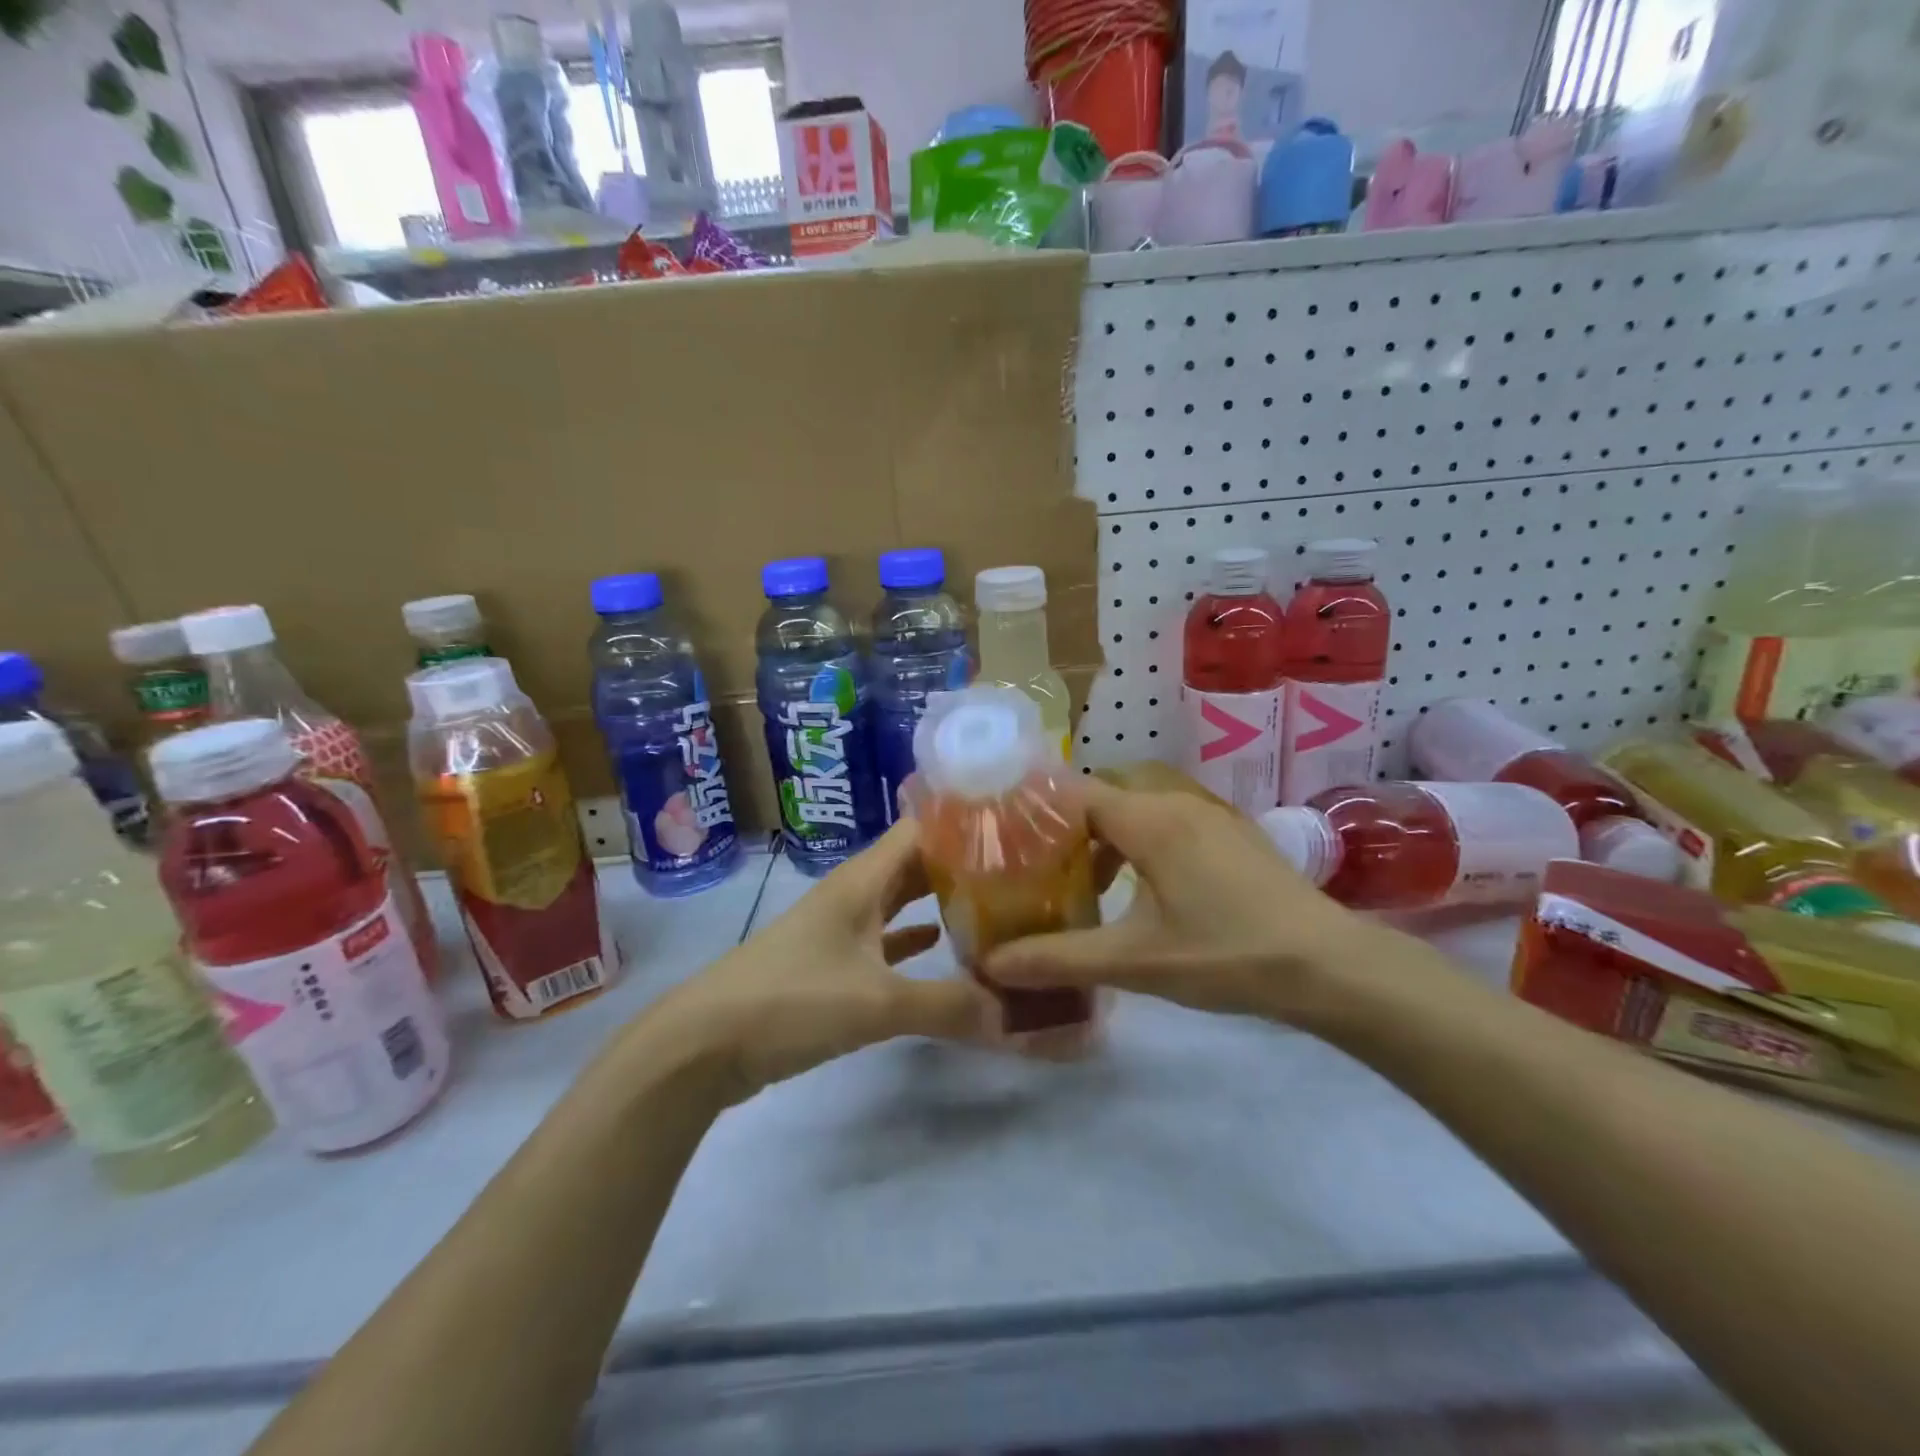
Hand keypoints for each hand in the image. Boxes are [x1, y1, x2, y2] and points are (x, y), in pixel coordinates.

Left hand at [646, 821, 993, 1102]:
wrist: (704, 1045)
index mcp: (862, 880)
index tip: (1015, 826)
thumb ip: (947, 1005)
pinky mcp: (831, 965)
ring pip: (900, 901)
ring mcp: (840, 929)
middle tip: (1020, 869)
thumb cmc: (790, 1001)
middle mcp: (853, 893)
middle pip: (915, 863)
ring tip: (995, 903)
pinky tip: (944, 948)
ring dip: (940, 901)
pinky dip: (914, 940)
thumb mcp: (876, 1003)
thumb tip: (1013, 1014)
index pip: (921, 829)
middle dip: (962, 864)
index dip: (963, 822)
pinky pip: (884, 940)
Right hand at [982, 779, 1383, 1025]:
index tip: (1006, 842)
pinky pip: (1170, 824)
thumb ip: (1059, 959)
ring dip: (1108, 841)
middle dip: (1069, 830)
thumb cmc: (1226, 955)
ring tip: (1087, 886)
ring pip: (1140, 811)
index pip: (1075, 793)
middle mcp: (1178, 802)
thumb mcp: (1135, 961)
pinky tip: (1145, 893)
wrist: (1331, 966)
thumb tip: (991, 964)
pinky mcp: (1234, 836)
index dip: (1037, 812)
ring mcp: (1212, 816)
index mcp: (1150, 819)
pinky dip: (1142, 846)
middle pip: (1105, 798)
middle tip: (1039, 870)